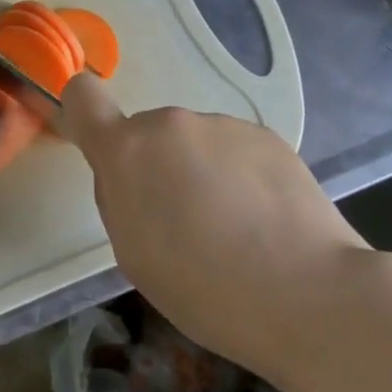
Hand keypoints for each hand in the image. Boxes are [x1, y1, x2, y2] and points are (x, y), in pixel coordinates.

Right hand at [58, 72, 371, 375]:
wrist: (309, 294)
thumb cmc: (204, 288)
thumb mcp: (133, 255)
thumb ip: (118, 199)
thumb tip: (130, 177)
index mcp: (127, 151)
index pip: (82, 97)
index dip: (82, 114)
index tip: (99, 148)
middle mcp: (171, 123)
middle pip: (148, 136)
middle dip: (156, 168)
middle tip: (185, 223)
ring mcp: (223, 124)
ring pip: (194, 144)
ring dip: (201, 172)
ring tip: (234, 228)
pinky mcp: (267, 136)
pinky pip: (234, 151)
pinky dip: (240, 176)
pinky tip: (265, 221)